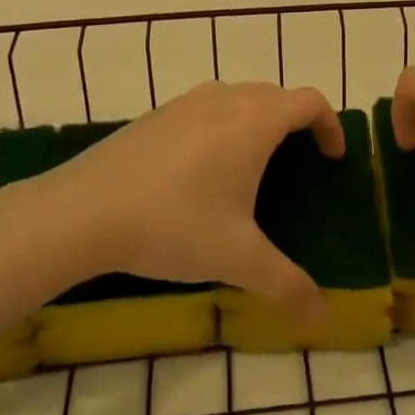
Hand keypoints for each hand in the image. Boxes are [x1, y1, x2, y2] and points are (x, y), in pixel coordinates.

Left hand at [49, 83, 342, 321]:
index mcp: (254, 121)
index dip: (331, 125)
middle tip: (298, 166)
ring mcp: (186, 103)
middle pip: (276, 95)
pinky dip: (222, 126)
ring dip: (258, 121)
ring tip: (252, 168)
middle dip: (296, 124)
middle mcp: (225, 99)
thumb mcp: (236, 258)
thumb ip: (286, 285)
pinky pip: (206, 109)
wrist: (82, 210)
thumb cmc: (173, 224)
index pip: (309, 101)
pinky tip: (200, 172)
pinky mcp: (156, 115)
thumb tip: (323, 318)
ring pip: (238, 98)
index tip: (332, 159)